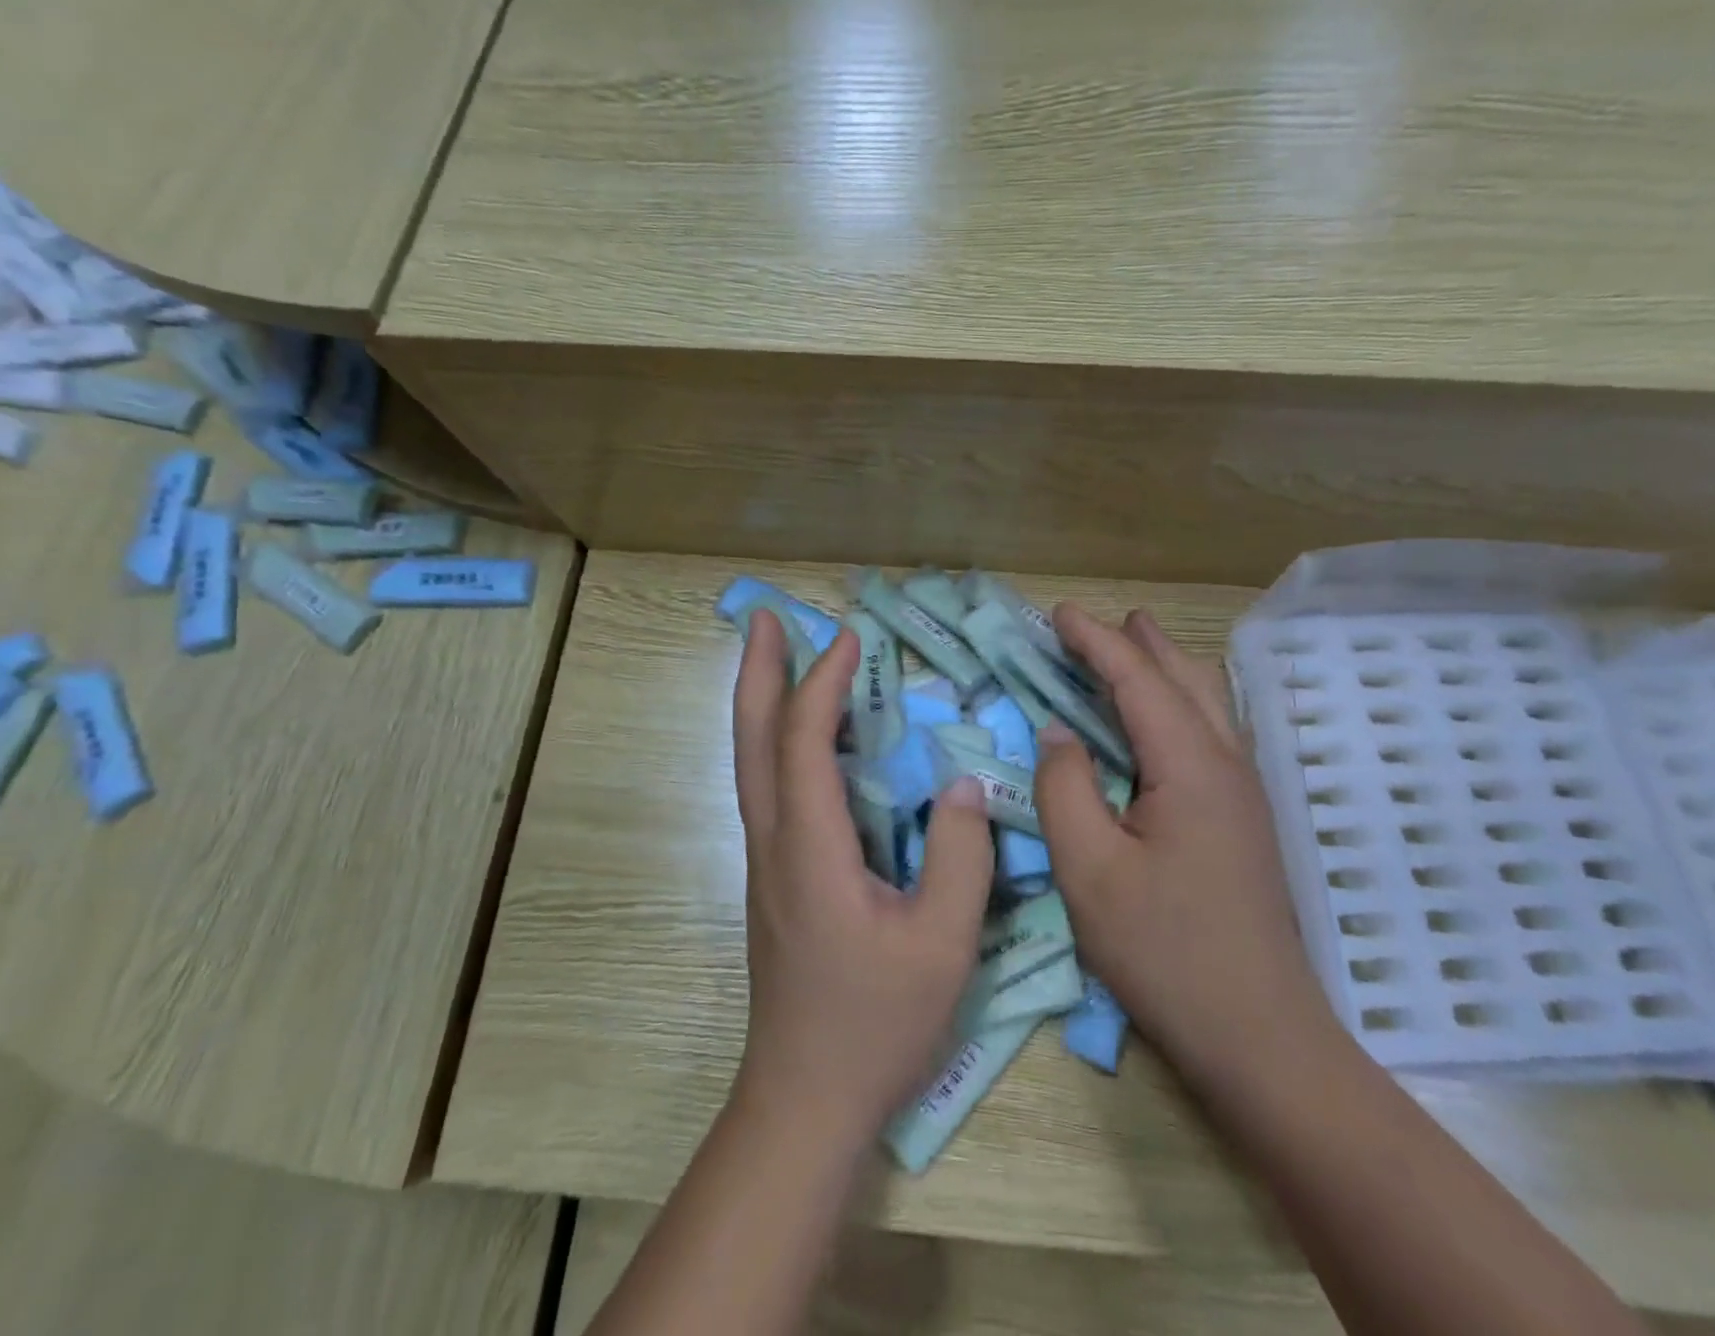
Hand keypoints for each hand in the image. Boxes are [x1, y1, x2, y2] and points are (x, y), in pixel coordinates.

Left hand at [731, 613, 994, 1143]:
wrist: (805, 1098)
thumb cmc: (875, 1023)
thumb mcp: (942, 944)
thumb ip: (960, 857)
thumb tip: (963, 784)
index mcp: (811, 847)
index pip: (804, 740)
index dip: (824, 682)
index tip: (852, 639)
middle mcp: (775, 840)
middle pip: (752, 738)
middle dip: (757, 671)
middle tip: (765, 617)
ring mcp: (767, 859)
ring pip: (751, 761)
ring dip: (760, 701)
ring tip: (777, 656)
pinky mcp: (774, 877)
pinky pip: (769, 787)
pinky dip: (777, 740)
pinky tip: (807, 737)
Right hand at [1033, 605, 1337, 1077]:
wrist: (1260, 1037)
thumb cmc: (1166, 952)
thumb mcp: (1090, 871)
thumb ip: (1065, 789)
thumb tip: (1057, 733)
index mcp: (1190, 766)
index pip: (1137, 680)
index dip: (1095, 641)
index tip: (1058, 613)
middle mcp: (1227, 764)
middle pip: (1185, 677)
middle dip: (1138, 642)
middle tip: (1095, 623)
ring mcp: (1244, 793)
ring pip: (1207, 702)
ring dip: (1165, 668)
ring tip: (1130, 654)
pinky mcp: (1244, 820)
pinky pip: (1211, 733)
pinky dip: (1179, 703)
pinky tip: (1162, 723)